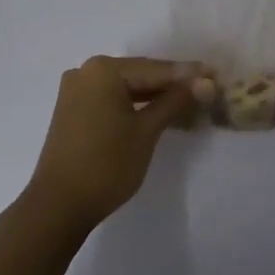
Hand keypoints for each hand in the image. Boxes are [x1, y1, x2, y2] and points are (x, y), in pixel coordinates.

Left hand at [25, 56, 211, 234]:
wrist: (58, 206)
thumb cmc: (106, 165)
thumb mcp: (146, 131)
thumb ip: (175, 101)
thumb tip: (207, 82)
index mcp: (104, 70)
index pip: (156, 69)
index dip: (188, 74)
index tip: (217, 75)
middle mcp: (86, 71)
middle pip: (140, 74)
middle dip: (172, 84)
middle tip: (207, 88)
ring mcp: (76, 90)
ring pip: (126, 87)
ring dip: (155, 95)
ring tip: (188, 101)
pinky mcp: (73, 109)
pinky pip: (111, 98)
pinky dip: (134, 104)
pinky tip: (158, 111)